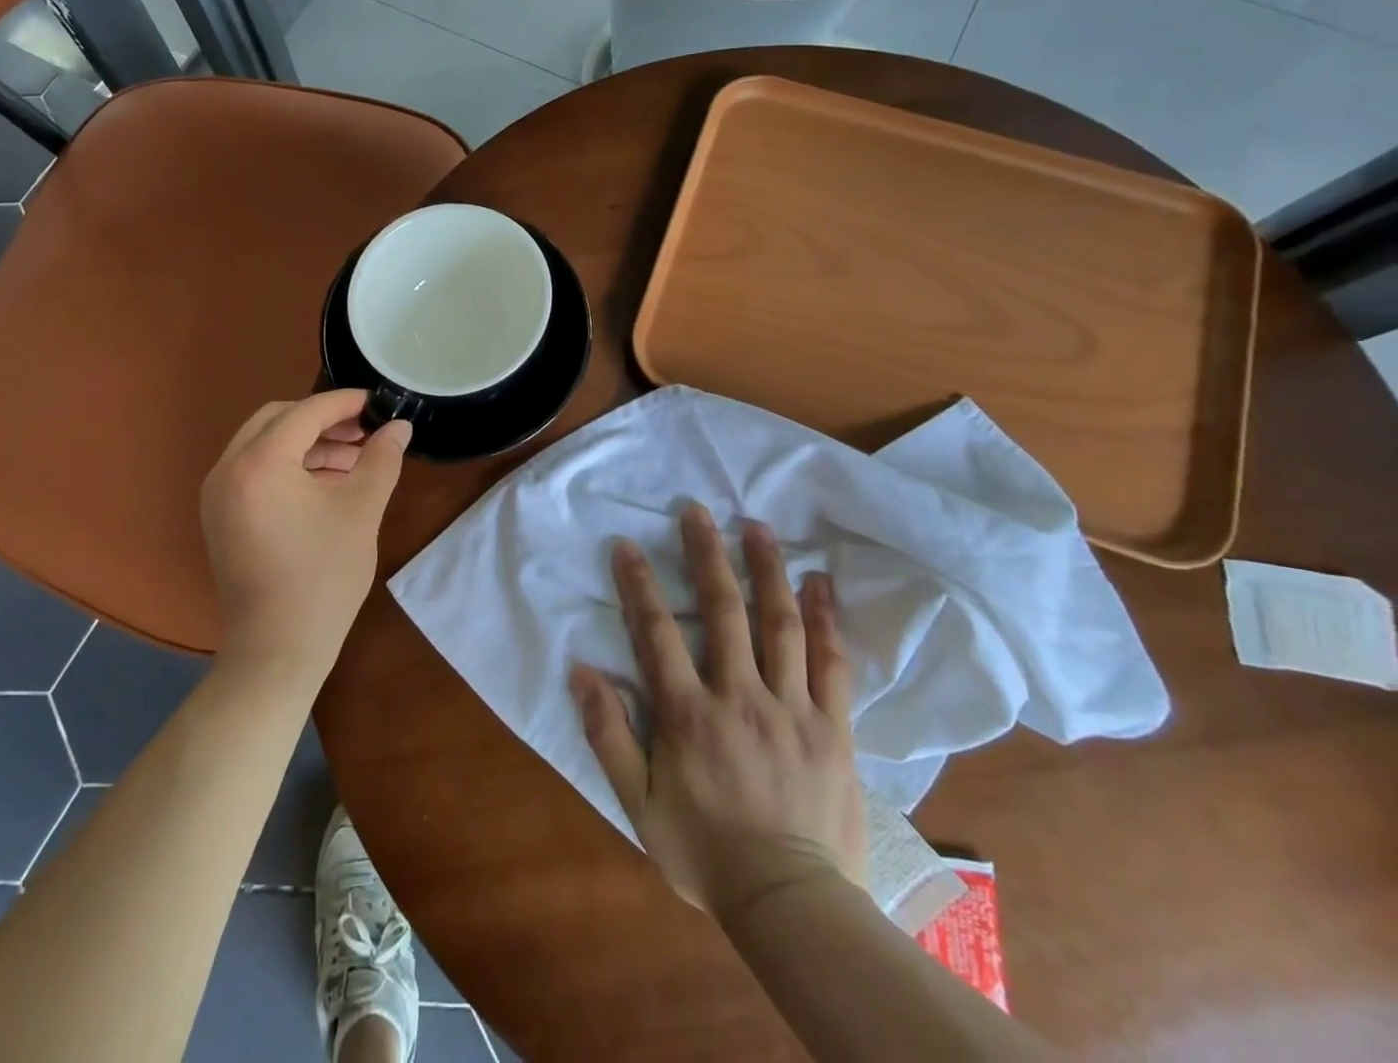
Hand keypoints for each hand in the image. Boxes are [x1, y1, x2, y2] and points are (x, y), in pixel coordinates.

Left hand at [200, 390, 411, 681]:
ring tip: (353, 460)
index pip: (305, 412)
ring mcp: (217, 493)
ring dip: (307, 443)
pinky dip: (288, 466)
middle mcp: (228, 468)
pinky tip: (325, 483)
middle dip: (322, 420)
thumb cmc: (323, 578)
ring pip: (264, 444)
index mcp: (259, 462)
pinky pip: (254, 470)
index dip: (344, 403)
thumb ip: (381, 460)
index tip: (376, 402)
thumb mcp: (360, 512)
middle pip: (277, 420)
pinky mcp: (219, 515)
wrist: (276, 650)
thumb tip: (400, 427)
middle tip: (363, 432)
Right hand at [570, 504, 864, 920]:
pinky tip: (819, 583)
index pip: (657, 632)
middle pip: (723, 610)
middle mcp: (739, 696)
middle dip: (707, 554)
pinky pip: (832, 663)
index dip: (639, 584)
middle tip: (697, 510)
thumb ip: (608, 735)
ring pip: (779, 624)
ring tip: (757, 526)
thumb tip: (582, 672)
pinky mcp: (833, 727)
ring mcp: (792, 708)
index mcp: (688, 714)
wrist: (791, 906)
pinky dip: (825, 619)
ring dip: (767, 569)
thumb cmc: (705, 852)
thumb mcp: (637, 803)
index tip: (627, 543)